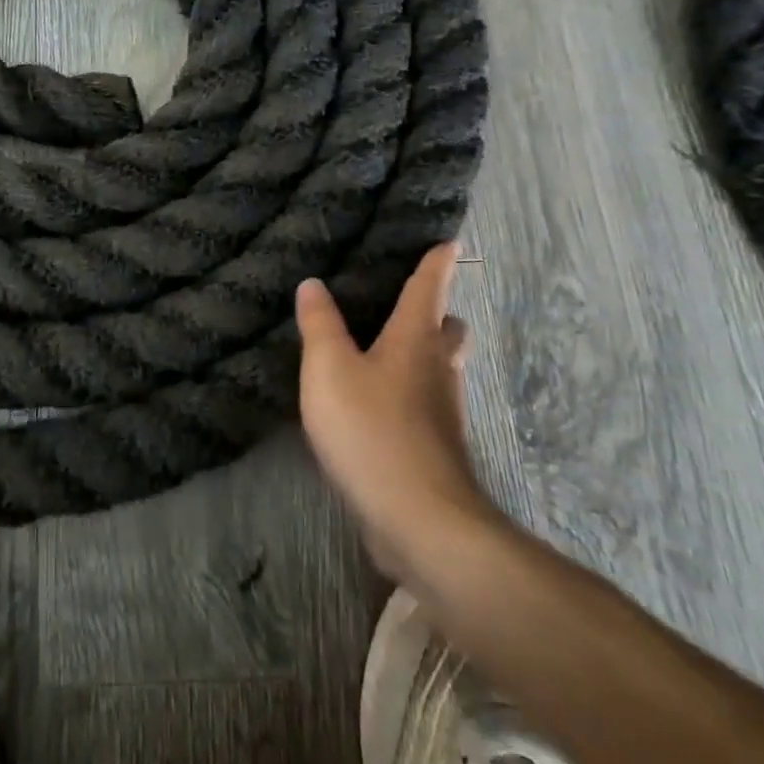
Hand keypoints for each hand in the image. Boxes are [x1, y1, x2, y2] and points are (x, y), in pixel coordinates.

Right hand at [297, 244, 499, 581]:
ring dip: (423, 355)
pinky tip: (379, 404)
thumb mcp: (329, 370)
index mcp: (415, 340)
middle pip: (447, 330)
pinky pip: (427, 404)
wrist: (421, 521)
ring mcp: (443, 413)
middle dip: (437, 314)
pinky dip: (410, 392)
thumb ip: (320, 324)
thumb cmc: (372, 431)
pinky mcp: (437, 449)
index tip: (450, 242)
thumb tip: (314, 283)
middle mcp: (437, 369)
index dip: (437, 263)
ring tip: (385, 350)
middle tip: (408, 305)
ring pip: (440, 369)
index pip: (429, 288)